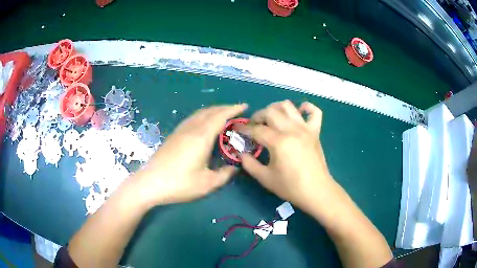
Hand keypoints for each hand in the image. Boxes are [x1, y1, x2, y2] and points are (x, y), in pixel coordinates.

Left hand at [135, 104, 247, 205]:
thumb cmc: (179, 184)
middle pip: (210, 111)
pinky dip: (203, 116)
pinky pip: (192, 119)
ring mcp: (180, 131)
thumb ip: (225, 174)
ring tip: (222, 115)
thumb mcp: (207, 184)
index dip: (233, 109)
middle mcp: (191, 129)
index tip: (245, 106)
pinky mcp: (173, 136)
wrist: (150, 183)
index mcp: (201, 137)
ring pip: (199, 113)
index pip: (220, 116)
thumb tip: (234, 168)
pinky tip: (203, 124)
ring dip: (213, 111)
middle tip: (237, 111)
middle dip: (225, 108)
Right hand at [239, 100, 334, 212]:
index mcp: (279, 142)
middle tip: (254, 126)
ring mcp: (305, 129)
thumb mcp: (265, 178)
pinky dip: (306, 107)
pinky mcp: (315, 132)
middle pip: (270, 112)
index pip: (256, 129)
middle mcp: (292, 130)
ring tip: (271, 118)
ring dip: (276, 108)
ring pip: (288, 106)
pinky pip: (314, 112)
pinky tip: (299, 112)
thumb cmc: (290, 186)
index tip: (237, 130)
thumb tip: (241, 152)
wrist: (316, 191)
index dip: (244, 129)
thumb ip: (249, 163)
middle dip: (258, 116)